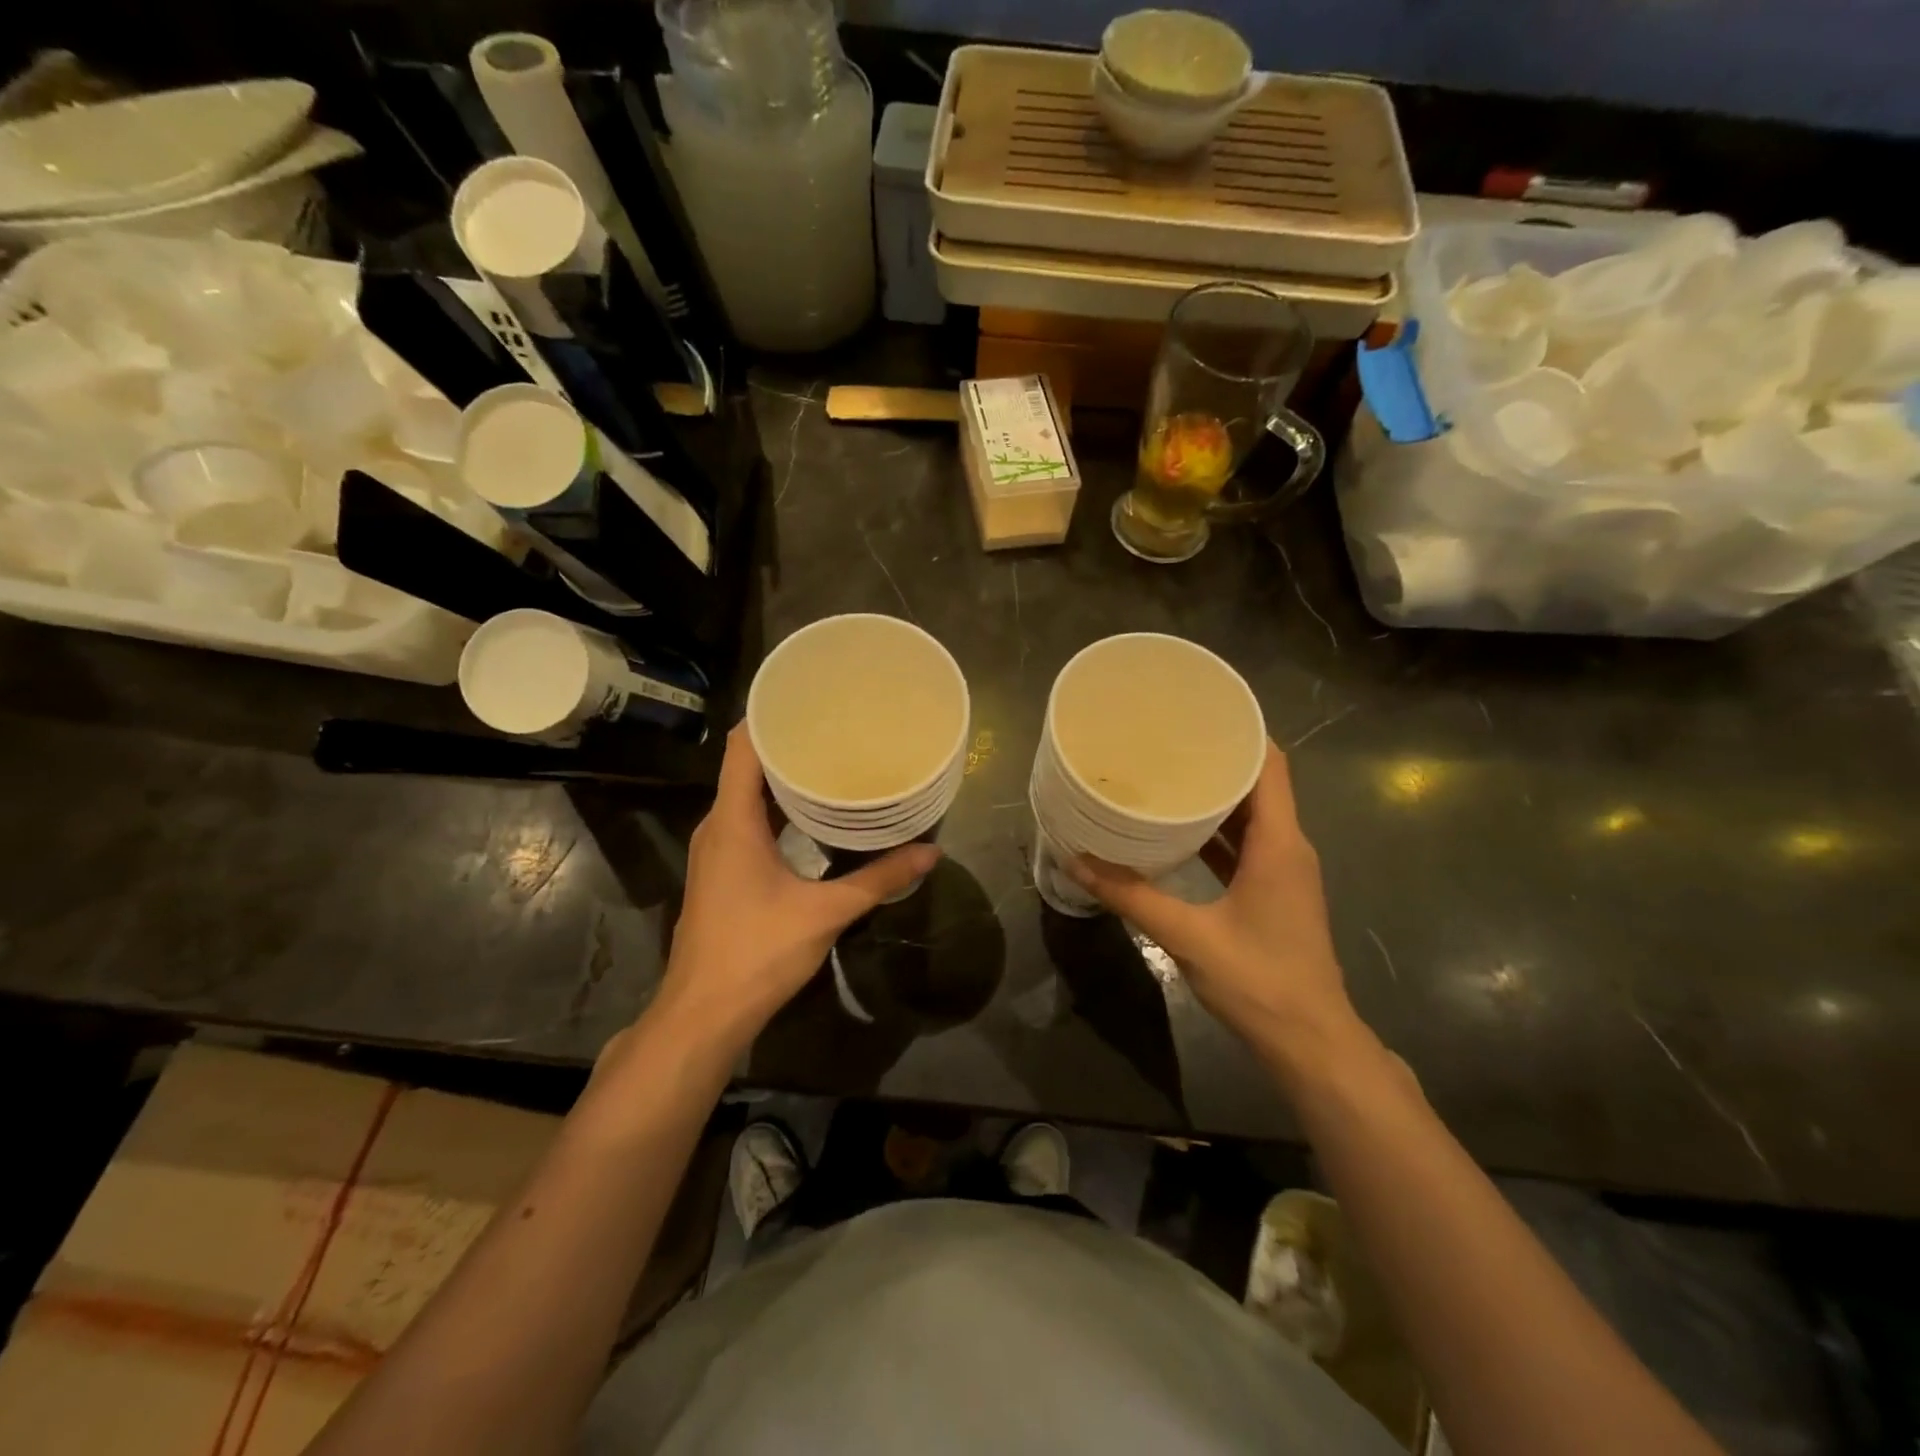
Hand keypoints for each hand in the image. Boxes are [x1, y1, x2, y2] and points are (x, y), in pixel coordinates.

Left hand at [657, 724, 939, 1051]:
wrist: (704, 1014)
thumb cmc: (757, 952)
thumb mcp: (825, 912)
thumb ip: (879, 879)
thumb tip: (930, 852)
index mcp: (733, 821)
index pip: (742, 746)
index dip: (770, 715)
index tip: (810, 698)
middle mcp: (717, 825)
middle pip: (746, 766)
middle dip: (787, 743)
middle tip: (835, 727)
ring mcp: (715, 849)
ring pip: (745, 795)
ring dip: (781, 777)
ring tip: (829, 760)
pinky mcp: (721, 871)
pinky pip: (746, 820)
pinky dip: (775, 807)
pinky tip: (810, 814)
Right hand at [1067, 741, 1360, 1064]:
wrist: (1310, 1042)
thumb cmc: (1259, 981)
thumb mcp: (1187, 936)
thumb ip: (1132, 897)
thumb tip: (1076, 861)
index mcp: (1279, 844)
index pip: (1270, 765)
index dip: (1242, 732)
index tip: (1198, 711)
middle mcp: (1288, 847)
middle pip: (1259, 783)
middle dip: (1218, 757)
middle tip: (1166, 739)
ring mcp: (1283, 870)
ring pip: (1251, 815)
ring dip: (1216, 794)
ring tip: (1167, 773)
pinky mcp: (1273, 891)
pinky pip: (1246, 844)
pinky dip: (1217, 830)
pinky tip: (1178, 829)